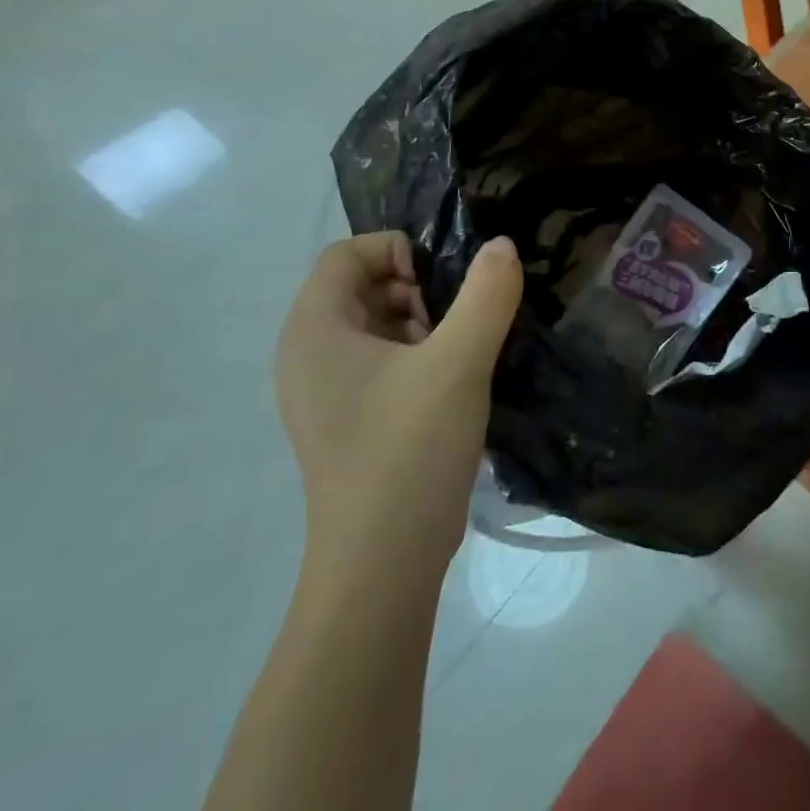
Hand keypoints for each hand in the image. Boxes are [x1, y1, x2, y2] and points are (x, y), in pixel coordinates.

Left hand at [276, 233, 522, 582]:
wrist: (383, 565)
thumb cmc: (408, 450)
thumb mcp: (459, 361)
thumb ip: (486, 294)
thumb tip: (501, 246)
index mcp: (314, 332)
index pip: (346, 254)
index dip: (398, 251)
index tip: (442, 284)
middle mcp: (308, 355)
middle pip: (361, 285)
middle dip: (416, 288)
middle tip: (456, 320)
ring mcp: (327, 391)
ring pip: (377, 323)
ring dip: (423, 321)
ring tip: (460, 351)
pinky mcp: (350, 419)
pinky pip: (382, 360)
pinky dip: (418, 353)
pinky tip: (454, 380)